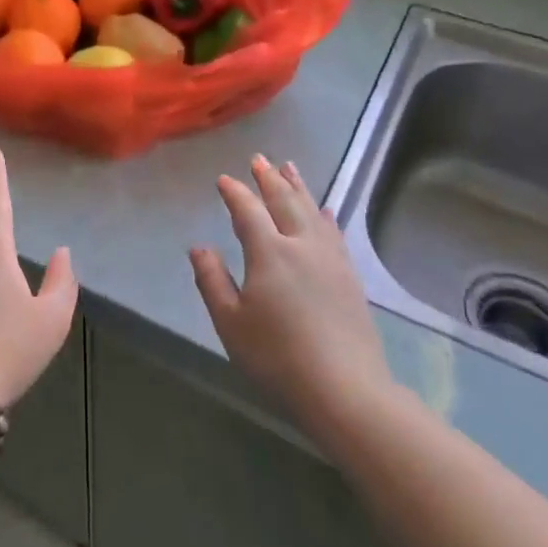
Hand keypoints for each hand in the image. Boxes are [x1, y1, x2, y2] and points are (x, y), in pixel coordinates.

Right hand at [190, 155, 391, 427]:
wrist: (343, 387)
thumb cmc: (276, 356)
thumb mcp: (230, 322)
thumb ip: (211, 280)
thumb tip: (198, 247)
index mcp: (269, 252)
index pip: (248, 211)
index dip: (235, 193)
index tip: (224, 179)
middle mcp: (301, 245)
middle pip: (284, 201)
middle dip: (269, 178)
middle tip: (259, 159)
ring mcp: (330, 259)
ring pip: (312, 211)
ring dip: (298, 187)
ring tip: (290, 168)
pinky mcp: (349, 276)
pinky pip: (334, 232)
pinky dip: (324, 215)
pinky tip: (324, 211)